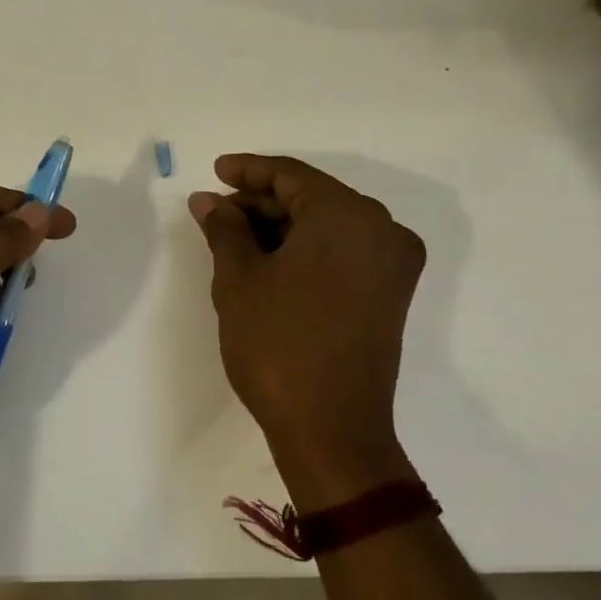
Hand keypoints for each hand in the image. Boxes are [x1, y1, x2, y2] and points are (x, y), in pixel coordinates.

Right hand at [189, 154, 424, 506]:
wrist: (332, 429)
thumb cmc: (278, 344)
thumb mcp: (239, 279)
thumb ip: (224, 228)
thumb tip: (208, 201)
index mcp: (348, 216)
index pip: (291, 175)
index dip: (248, 170)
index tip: (214, 171)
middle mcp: (382, 229)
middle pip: (312, 198)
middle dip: (261, 202)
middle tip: (215, 213)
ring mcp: (392, 264)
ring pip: (328, 225)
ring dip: (281, 226)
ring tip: (232, 238)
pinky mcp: (390, 294)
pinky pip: (343, 251)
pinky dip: (305, 248)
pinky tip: (266, 259)